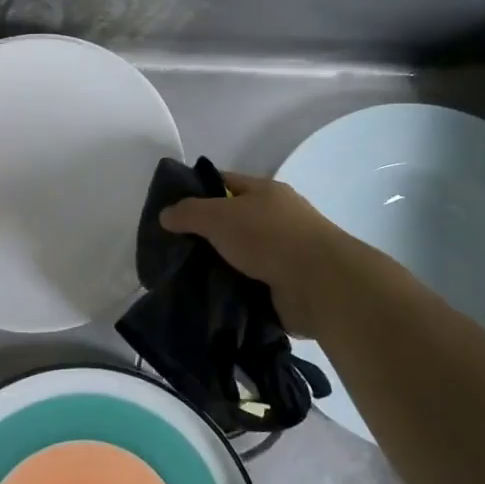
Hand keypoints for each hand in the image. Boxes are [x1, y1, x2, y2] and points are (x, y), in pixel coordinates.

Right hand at [159, 171, 360, 334]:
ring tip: (186, 280)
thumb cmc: (268, 237)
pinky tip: (210, 299)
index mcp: (265, 192)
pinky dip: (233, 291)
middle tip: (173, 252)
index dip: (197, 192)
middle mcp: (276, 218)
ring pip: (240, 256)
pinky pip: (250, 285)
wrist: (319, 284)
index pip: (224, 183)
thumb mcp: (219, 215)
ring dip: (219, 267)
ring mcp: (284, 253)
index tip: (171, 213)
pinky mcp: (286, 285)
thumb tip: (165, 215)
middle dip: (205, 236)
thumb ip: (188, 213)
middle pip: (232, 222)